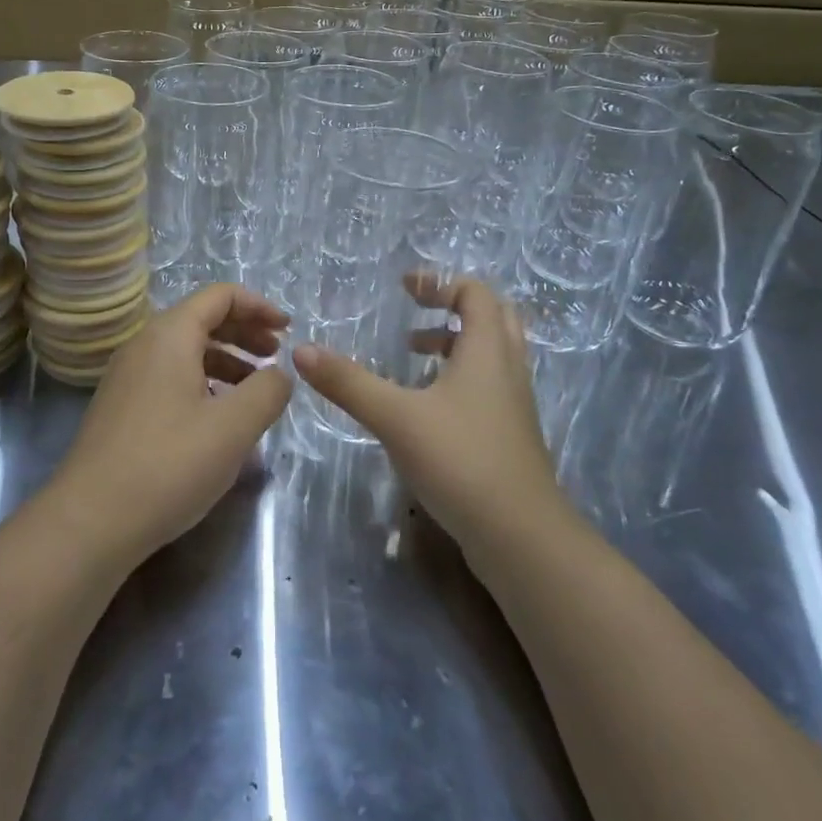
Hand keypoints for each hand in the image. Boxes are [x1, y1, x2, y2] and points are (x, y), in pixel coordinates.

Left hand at [48, 284, 292, 566]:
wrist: (89, 522)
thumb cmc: (168, 465)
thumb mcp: (233, 427)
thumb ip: (268, 390)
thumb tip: (279, 374)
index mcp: (169, 335)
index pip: (220, 296)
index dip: (259, 306)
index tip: (289, 330)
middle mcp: (144, 345)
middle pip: (202, 320)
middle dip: (245, 332)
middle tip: (276, 357)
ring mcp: (127, 378)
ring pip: (186, 352)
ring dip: (226, 361)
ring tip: (255, 391)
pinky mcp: (121, 409)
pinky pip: (170, 378)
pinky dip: (203, 384)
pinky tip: (219, 420)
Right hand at [292, 275, 564, 554]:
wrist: (520, 537)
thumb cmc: (461, 461)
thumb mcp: (396, 418)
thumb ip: (349, 383)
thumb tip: (301, 351)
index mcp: (487, 351)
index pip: (475, 293)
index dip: (440, 283)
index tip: (404, 288)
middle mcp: (507, 368)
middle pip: (494, 316)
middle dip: (454, 307)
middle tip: (416, 314)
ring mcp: (513, 404)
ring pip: (491, 353)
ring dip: (455, 343)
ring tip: (412, 354)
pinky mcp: (510, 434)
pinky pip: (488, 385)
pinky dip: (460, 376)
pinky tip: (426, 405)